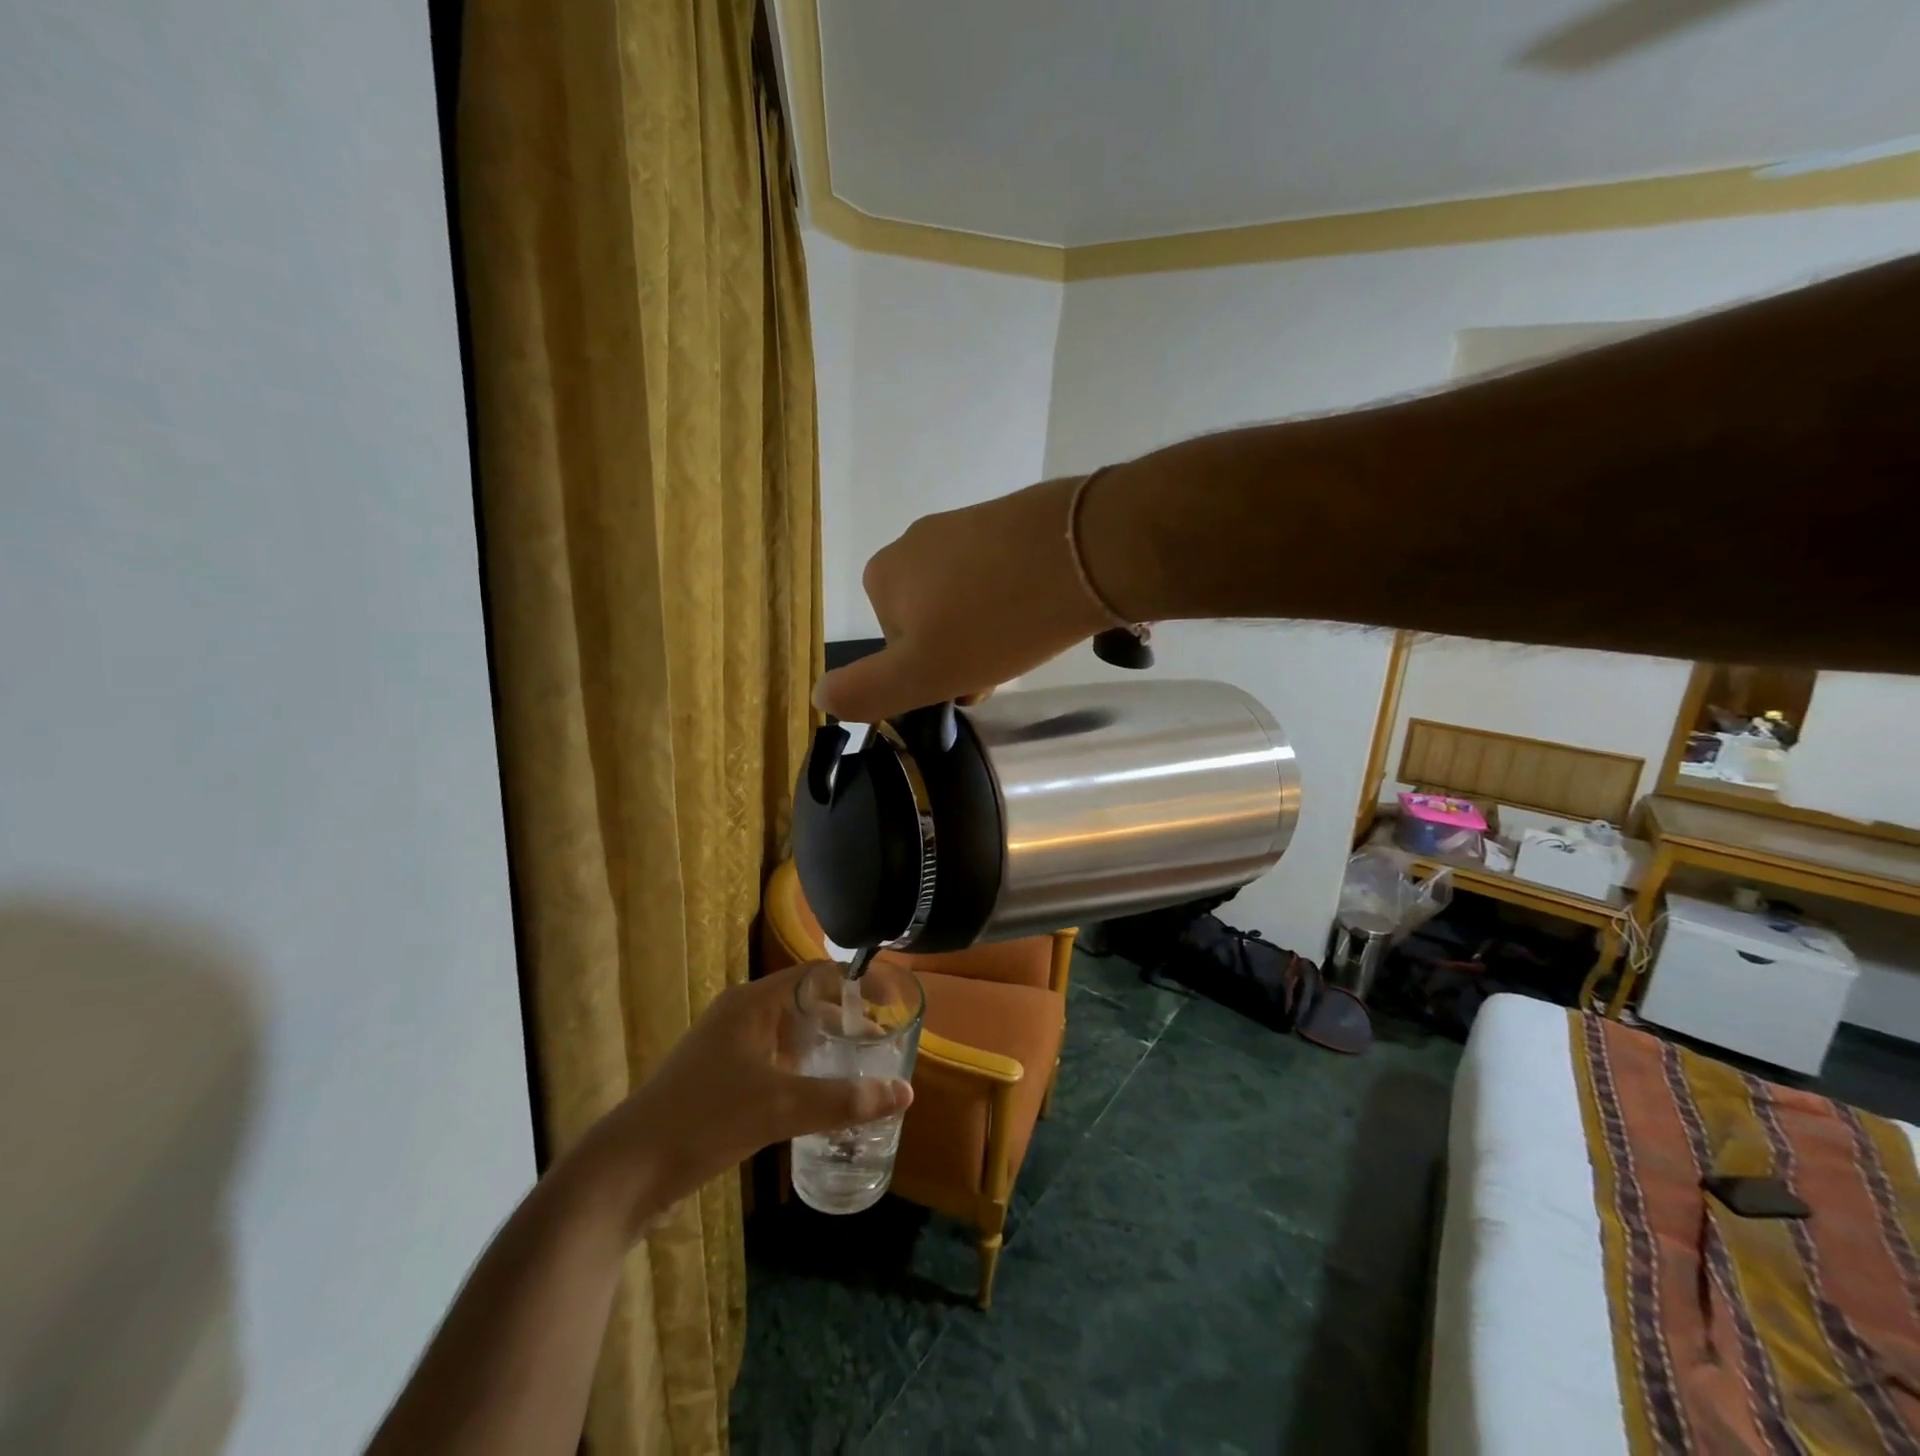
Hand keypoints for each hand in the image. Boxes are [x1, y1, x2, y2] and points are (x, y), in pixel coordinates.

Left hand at [570, 963, 912, 1236]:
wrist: (624, 1172)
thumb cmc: (703, 1120)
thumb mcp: (779, 1107)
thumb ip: (843, 1099)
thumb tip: (904, 1093)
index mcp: (754, 1003)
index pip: (817, 974)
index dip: (858, 982)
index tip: (893, 1001)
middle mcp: (742, 1015)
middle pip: (806, 1002)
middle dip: (846, 1018)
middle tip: (885, 1041)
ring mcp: (728, 1047)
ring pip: (790, 1035)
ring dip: (826, 1047)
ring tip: (863, 1069)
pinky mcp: (721, 1078)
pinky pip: (775, 1061)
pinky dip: (804, 1070)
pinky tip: (822, 1097)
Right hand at [813, 477, 1117, 723]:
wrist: (1085, 550)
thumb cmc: (996, 621)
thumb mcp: (922, 673)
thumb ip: (867, 690)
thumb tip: (819, 696)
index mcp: (882, 577)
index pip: (898, 648)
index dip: (932, 674)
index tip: (969, 683)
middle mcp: (913, 542)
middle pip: (931, 621)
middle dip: (962, 651)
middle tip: (1003, 666)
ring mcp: (963, 524)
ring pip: (966, 599)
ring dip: (991, 628)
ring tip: (1029, 638)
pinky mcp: (1008, 518)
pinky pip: (999, 573)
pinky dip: (1015, 597)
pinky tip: (1044, 607)